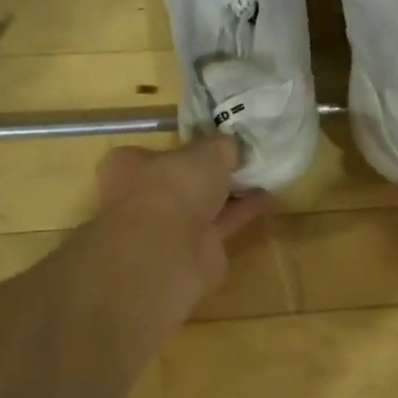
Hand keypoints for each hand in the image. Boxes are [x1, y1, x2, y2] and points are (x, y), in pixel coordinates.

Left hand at [90, 136, 273, 318]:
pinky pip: (220, 225)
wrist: (167, 253)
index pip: (158, 153)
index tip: (217, 144)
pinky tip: (268, 201)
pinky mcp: (191, 252)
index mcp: (130, 166)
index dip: (188, 147)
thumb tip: (230, 148)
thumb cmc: (174, 187)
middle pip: (183, 181)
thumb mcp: (207, 151)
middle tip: (244, 161)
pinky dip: (242, 213)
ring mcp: (166, 228)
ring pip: (203, 205)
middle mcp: (142, 197)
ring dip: (231, 194)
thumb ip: (221, 147)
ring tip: (264, 178)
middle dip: (211, 174)